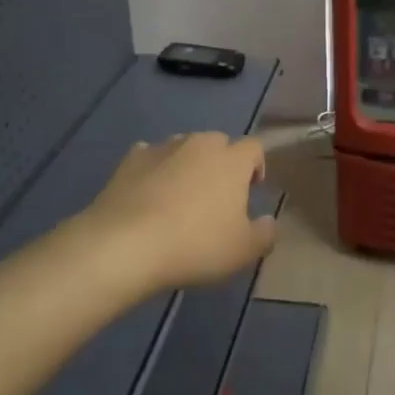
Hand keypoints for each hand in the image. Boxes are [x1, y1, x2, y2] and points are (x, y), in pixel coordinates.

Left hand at [82, 133, 276, 290]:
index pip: (254, 147)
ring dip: (188, 164)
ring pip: (184, 147)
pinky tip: (148, 193)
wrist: (125, 244)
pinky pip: (150, 156)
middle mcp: (200, 144)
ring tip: (180, 195)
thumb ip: (265, 234)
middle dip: (221, 163)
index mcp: (232, 160)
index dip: (256, 165)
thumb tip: (269, 221)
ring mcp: (163, 148)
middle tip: (216, 196)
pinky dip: (154, 169)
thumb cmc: (195, 245)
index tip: (251, 190)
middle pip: (218, 143)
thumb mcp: (243, 251)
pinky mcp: (131, 159)